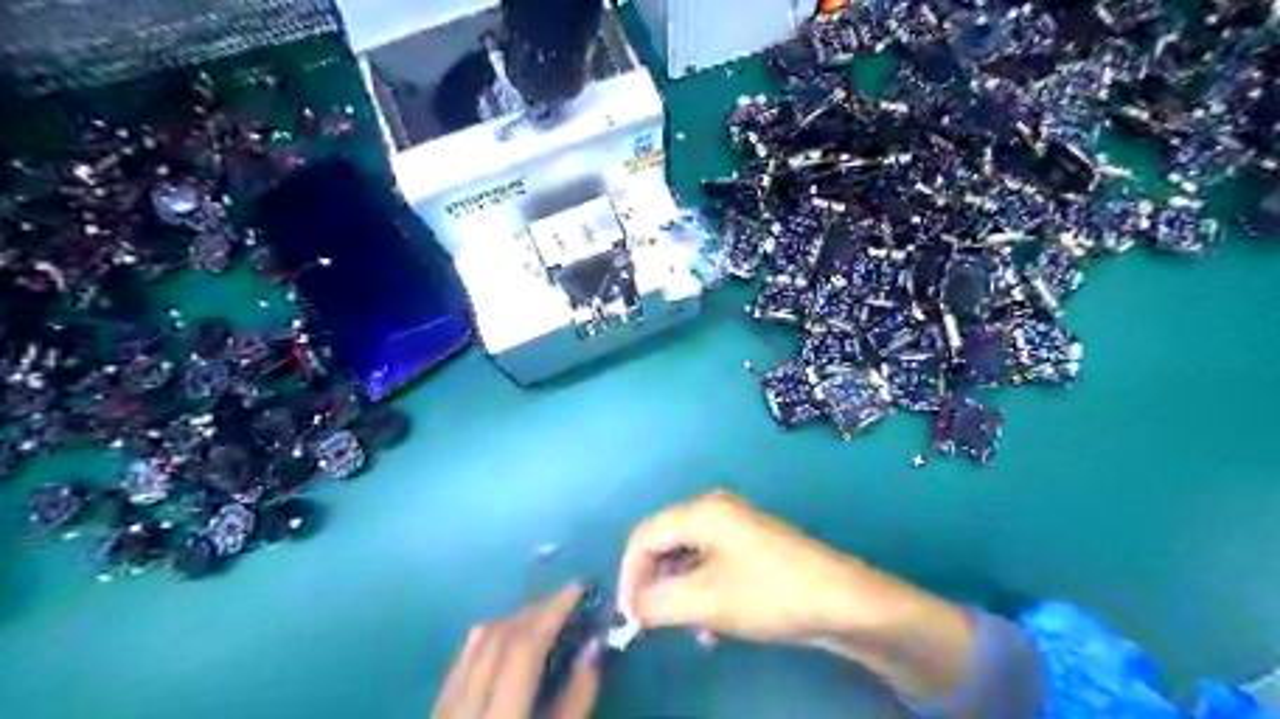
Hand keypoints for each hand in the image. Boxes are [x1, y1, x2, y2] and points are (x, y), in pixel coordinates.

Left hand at [431, 583, 603, 717]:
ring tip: (545, 615)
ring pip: (478, 641)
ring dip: (515, 619)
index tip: (579, 588)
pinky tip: (510, 638)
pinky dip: (492, 636)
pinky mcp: (435, 711)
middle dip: (537, 609)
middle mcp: (463, 707)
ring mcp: (442, 708)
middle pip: (499, 636)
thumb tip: (593, 647)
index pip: (523, 647)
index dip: (553, 611)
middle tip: (569, 600)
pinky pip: (464, 656)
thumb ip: (576, 702)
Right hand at [616, 491, 863, 641]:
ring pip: (687, 556)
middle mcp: (714, 510)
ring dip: (676, 592)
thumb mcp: (705, 601)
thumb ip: (657, 603)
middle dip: (651, 583)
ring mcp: (735, 527)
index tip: (628, 615)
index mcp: (701, 511)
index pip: (644, 535)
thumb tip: (632, 609)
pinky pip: (710, 565)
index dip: (628, 575)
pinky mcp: (750, 547)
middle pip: (664, 542)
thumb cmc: (768, 593)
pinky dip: (700, 592)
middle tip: (647, 622)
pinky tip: (708, 628)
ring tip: (678, 627)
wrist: (841, 601)